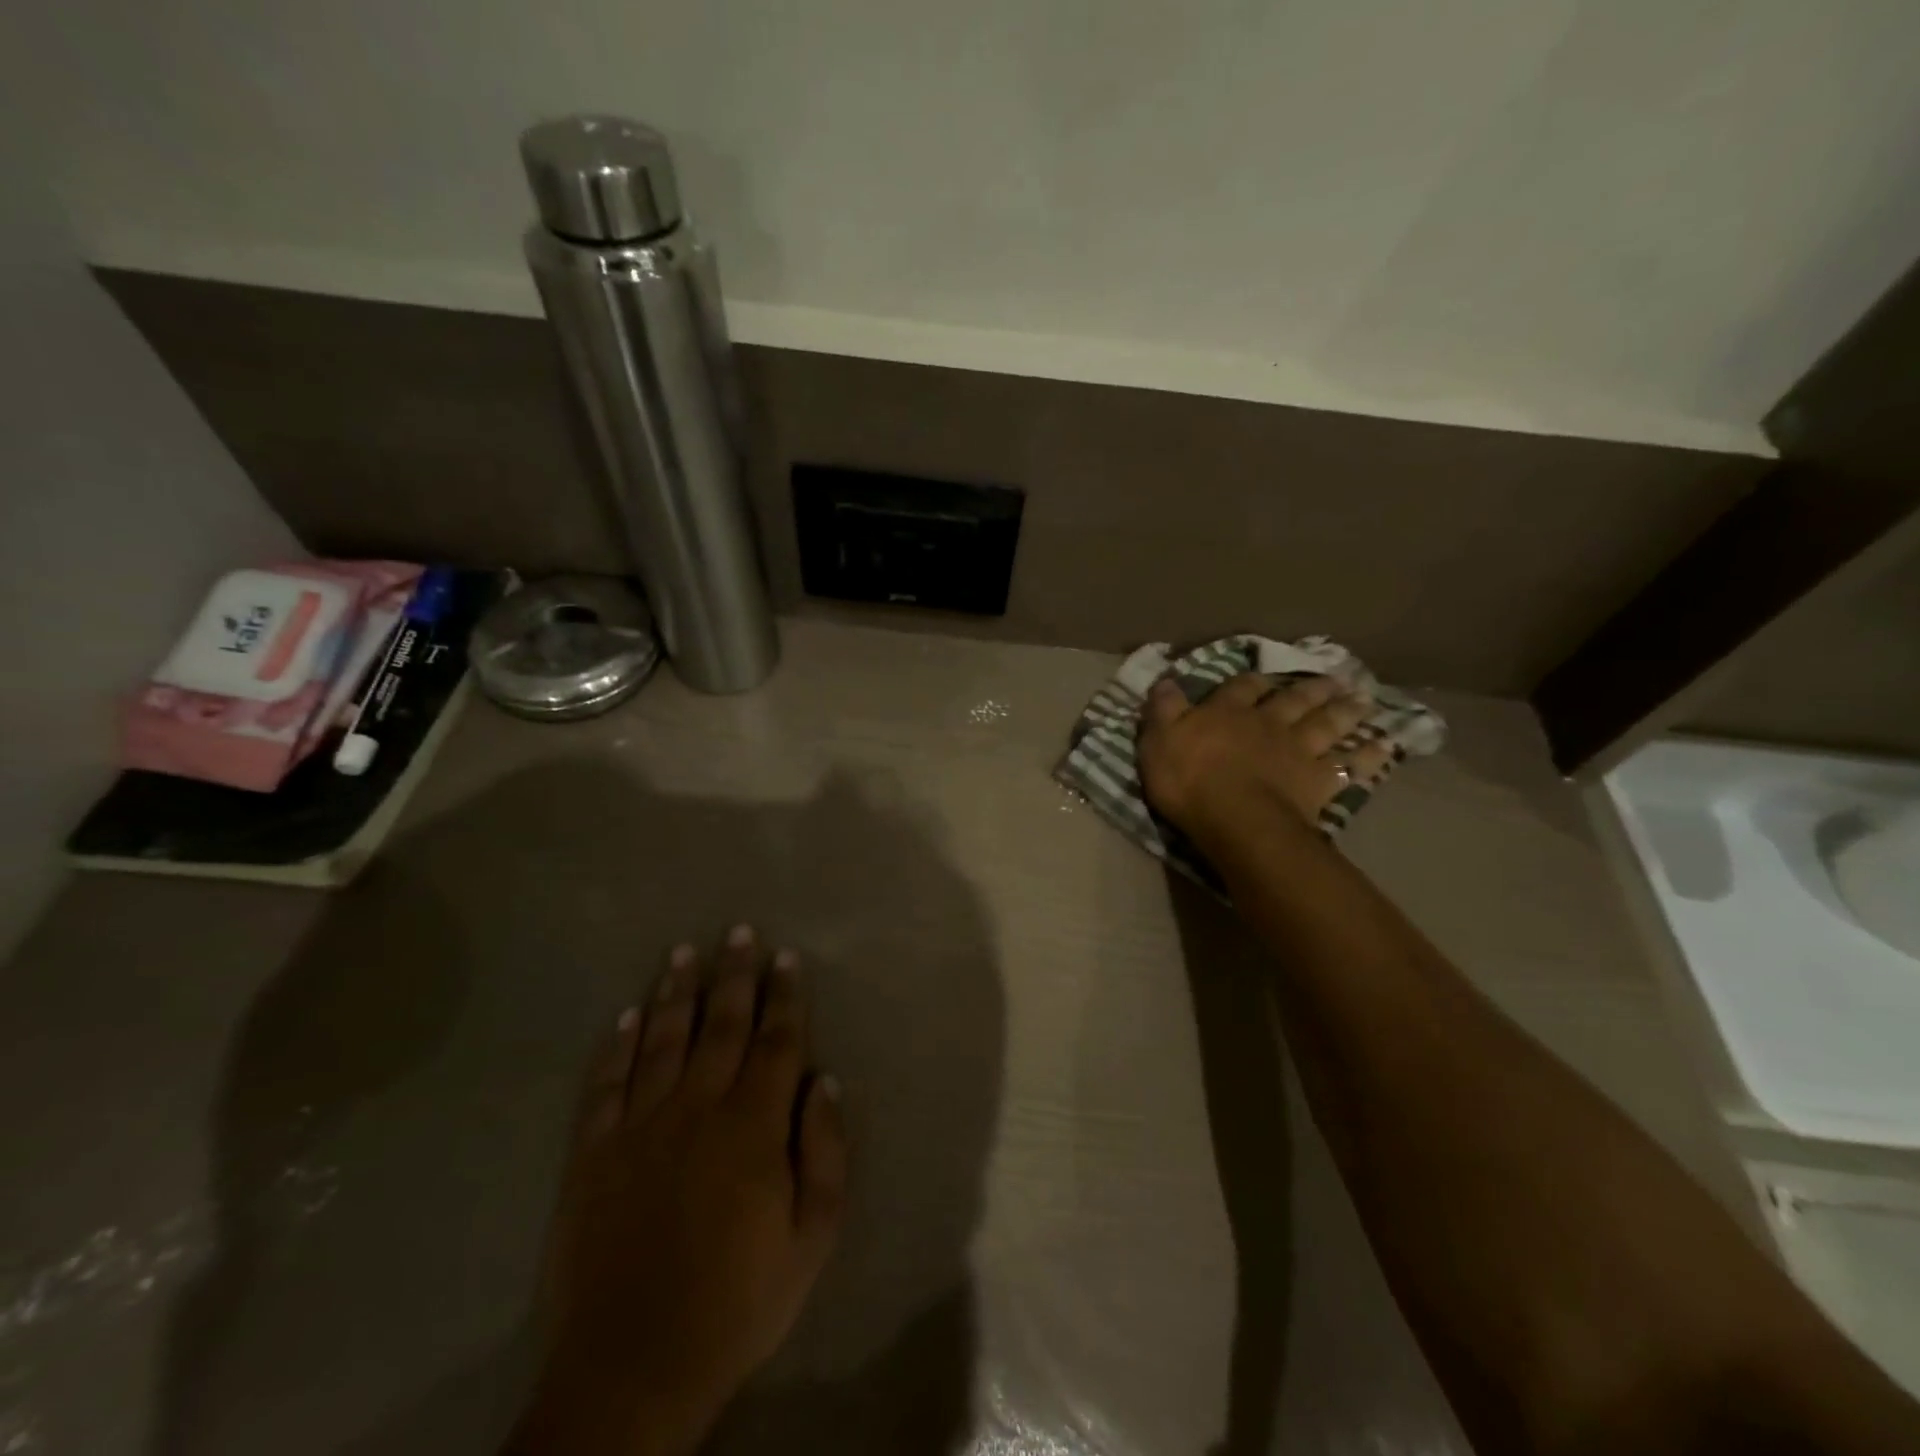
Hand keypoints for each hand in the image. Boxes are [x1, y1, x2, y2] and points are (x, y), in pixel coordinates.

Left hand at [510, 927, 848, 1455]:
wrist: (632, 1370)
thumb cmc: (738, 1303)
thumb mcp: (812, 1239)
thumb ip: (826, 1153)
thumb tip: (826, 1082)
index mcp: (753, 1127)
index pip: (776, 1043)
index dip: (785, 997)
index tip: (787, 958)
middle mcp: (697, 1109)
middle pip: (721, 1026)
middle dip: (734, 975)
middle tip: (739, 932)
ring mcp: (640, 1127)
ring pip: (663, 1041)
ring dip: (676, 993)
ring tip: (684, 953)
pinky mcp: (593, 1153)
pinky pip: (606, 1084)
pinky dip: (617, 1045)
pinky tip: (628, 1015)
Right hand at [1138, 672, 1389, 841]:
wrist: (1236, 817)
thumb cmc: (1189, 779)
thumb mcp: (1159, 740)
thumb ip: (1164, 709)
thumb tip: (1166, 680)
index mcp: (1227, 713)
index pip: (1240, 688)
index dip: (1250, 681)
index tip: (1261, 676)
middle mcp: (1267, 723)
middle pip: (1293, 700)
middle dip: (1310, 689)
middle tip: (1332, 679)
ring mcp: (1297, 750)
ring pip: (1326, 724)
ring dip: (1343, 711)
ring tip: (1361, 700)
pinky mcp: (1319, 781)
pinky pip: (1350, 765)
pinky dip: (1368, 755)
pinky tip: (1384, 747)